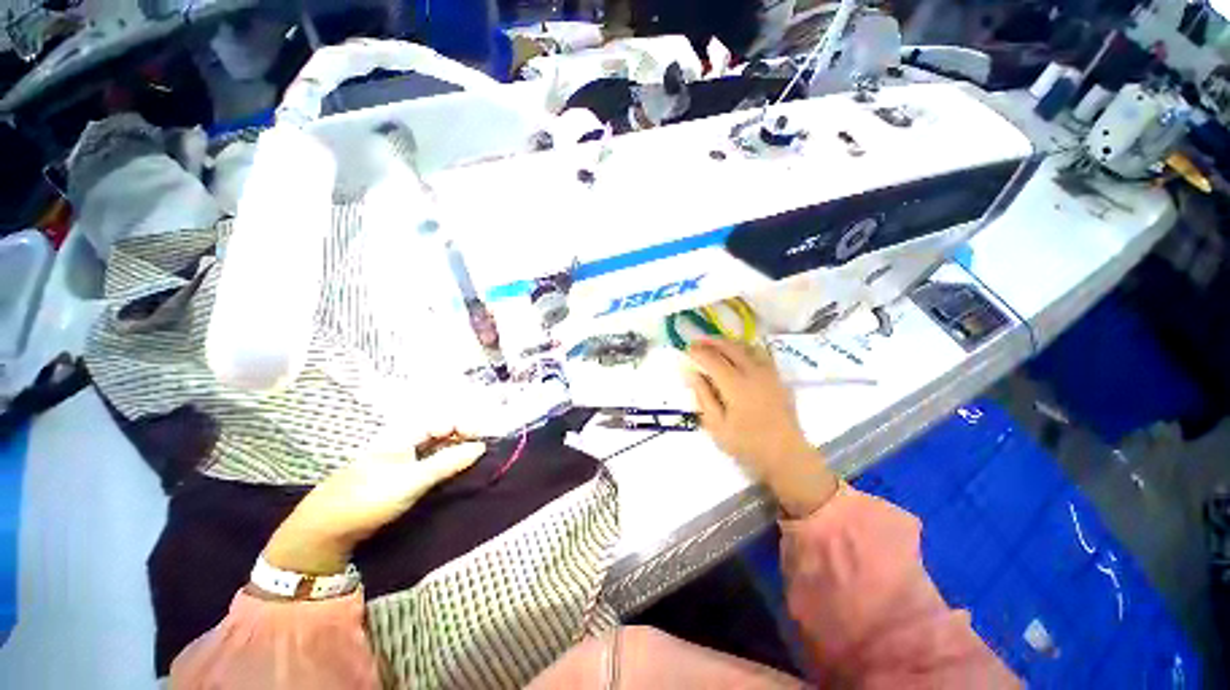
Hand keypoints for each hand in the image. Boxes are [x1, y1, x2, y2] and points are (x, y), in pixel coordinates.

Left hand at [263, 435, 486, 574]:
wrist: (323, 529)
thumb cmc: (369, 498)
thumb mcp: (412, 480)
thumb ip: (448, 462)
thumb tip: (481, 446)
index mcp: (404, 435)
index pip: (443, 421)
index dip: (466, 426)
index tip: (484, 438)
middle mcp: (403, 442)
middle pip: (440, 431)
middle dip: (464, 436)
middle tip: (483, 449)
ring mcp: (399, 459)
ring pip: (435, 447)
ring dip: (456, 450)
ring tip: (474, 459)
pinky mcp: (397, 476)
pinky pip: (428, 462)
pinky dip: (444, 463)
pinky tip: (453, 471)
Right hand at [683, 339, 838, 517]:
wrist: (786, 455)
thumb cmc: (747, 444)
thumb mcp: (717, 426)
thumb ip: (703, 397)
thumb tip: (692, 374)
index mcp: (735, 385)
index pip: (712, 359)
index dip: (698, 352)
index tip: (687, 349)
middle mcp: (753, 372)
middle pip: (729, 347)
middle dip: (711, 342)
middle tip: (697, 343)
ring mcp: (768, 373)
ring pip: (746, 346)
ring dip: (727, 342)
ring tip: (715, 345)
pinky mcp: (778, 377)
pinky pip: (759, 353)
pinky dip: (744, 348)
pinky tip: (738, 354)